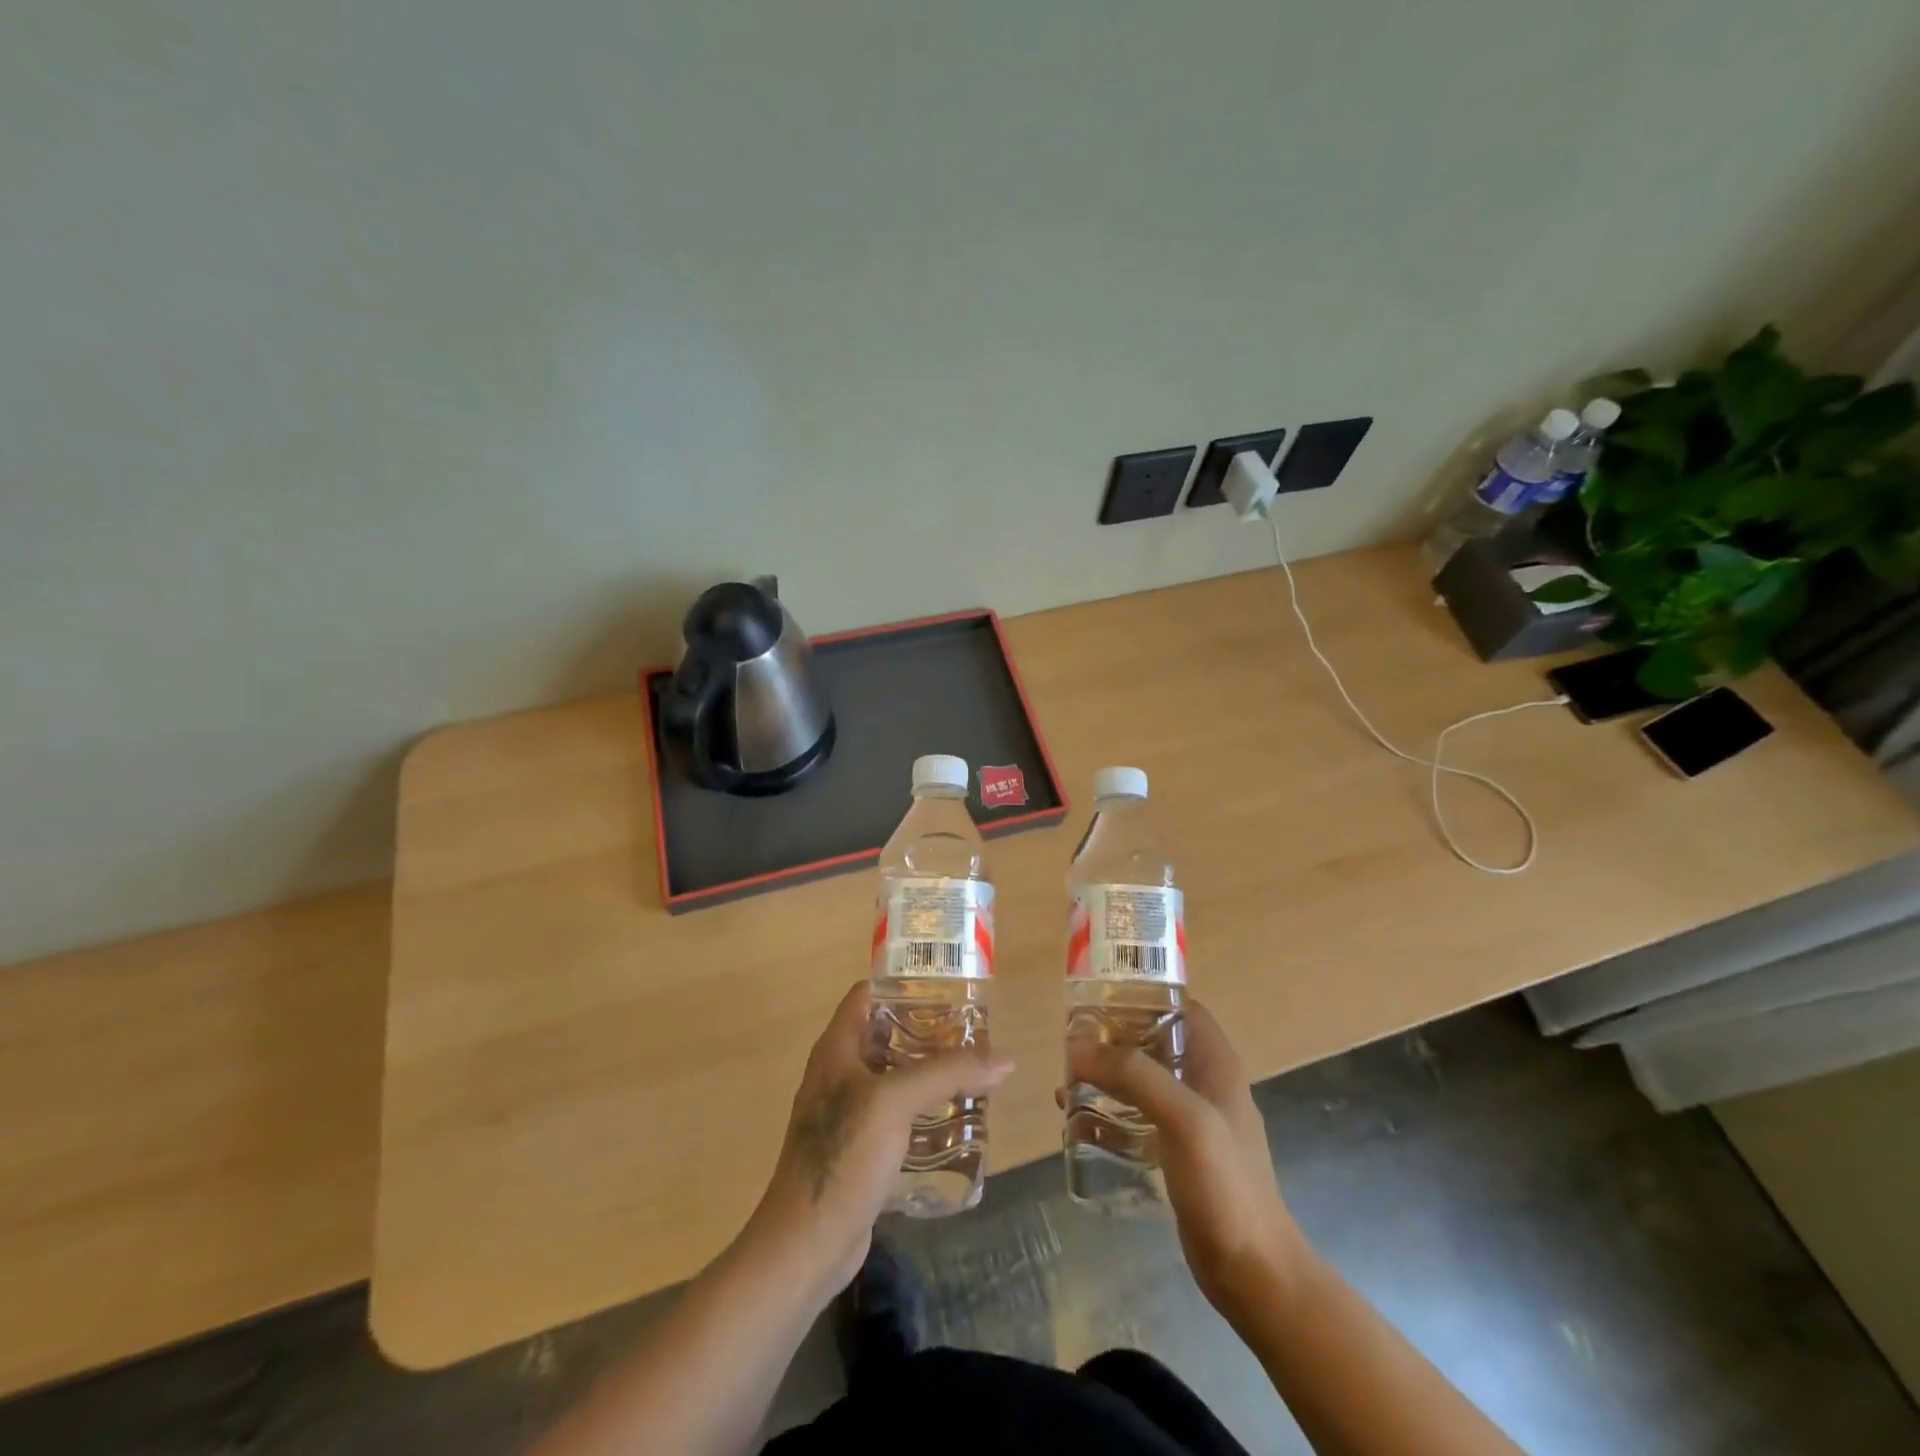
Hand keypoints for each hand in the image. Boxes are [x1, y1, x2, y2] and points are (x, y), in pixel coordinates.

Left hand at [748, 981, 1012, 1295]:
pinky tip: (958, 1119)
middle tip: (973, 1032)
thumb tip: (1004, 1058)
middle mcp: (840, 1073)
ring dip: (930, 1073)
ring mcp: (848, 1113)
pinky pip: (898, 1116)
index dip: (903, 983)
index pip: (867, 994)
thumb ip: (948, 1073)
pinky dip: (925, 1110)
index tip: (947, 987)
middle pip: (887, 1034)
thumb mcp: (896, 1102)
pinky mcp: (861, 1149)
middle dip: (928, 1031)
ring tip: (974, 1071)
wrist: (807, 1244)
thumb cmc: (844, 1156)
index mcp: (837, 1049)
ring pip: (895, 1077)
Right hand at [1064, 1000, 1308, 1320]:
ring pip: (1140, 1080)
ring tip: (1066, 1079)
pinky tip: (1074, 1121)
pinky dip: (1106, 1114)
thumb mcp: (1183, 1118)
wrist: (1254, 1273)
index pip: (1179, 1007)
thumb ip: (1134, 1075)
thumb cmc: (1225, 1185)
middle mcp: (1203, 1083)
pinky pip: (1134, 1118)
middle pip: (1153, 1041)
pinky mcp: (1175, 1153)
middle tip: (1071, 1042)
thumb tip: (1077, 1044)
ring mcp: (1190, 1120)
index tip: (1098, 1000)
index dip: (1142, 997)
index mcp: (1215, 1063)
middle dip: (1112, 1038)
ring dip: (1105, 1076)